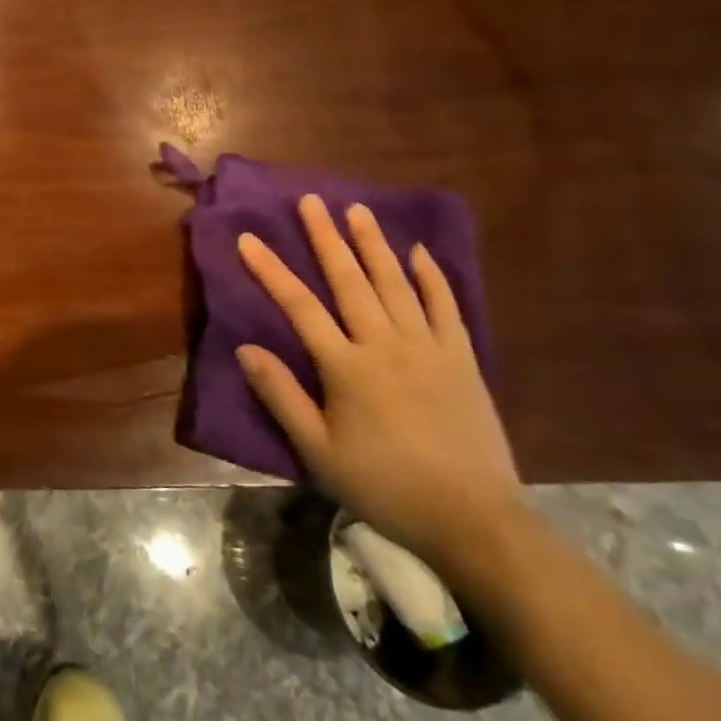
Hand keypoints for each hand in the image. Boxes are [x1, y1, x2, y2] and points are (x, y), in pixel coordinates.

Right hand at [235, 197, 523, 575]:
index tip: (249, 238)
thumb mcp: (319, 451)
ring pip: (395, 283)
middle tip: (311, 201)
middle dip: (326, 238)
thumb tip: (246, 348)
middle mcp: (386, 344)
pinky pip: (446, 308)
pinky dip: (432, 277)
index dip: (271, 270)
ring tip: (357, 210)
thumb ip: (282, 396)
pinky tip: (420, 253)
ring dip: (374, 244)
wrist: (474, 519)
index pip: (300, 306)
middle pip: (350, 280)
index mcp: (347, 367)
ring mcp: (429, 348)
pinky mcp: (463, 360)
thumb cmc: (384, 486)